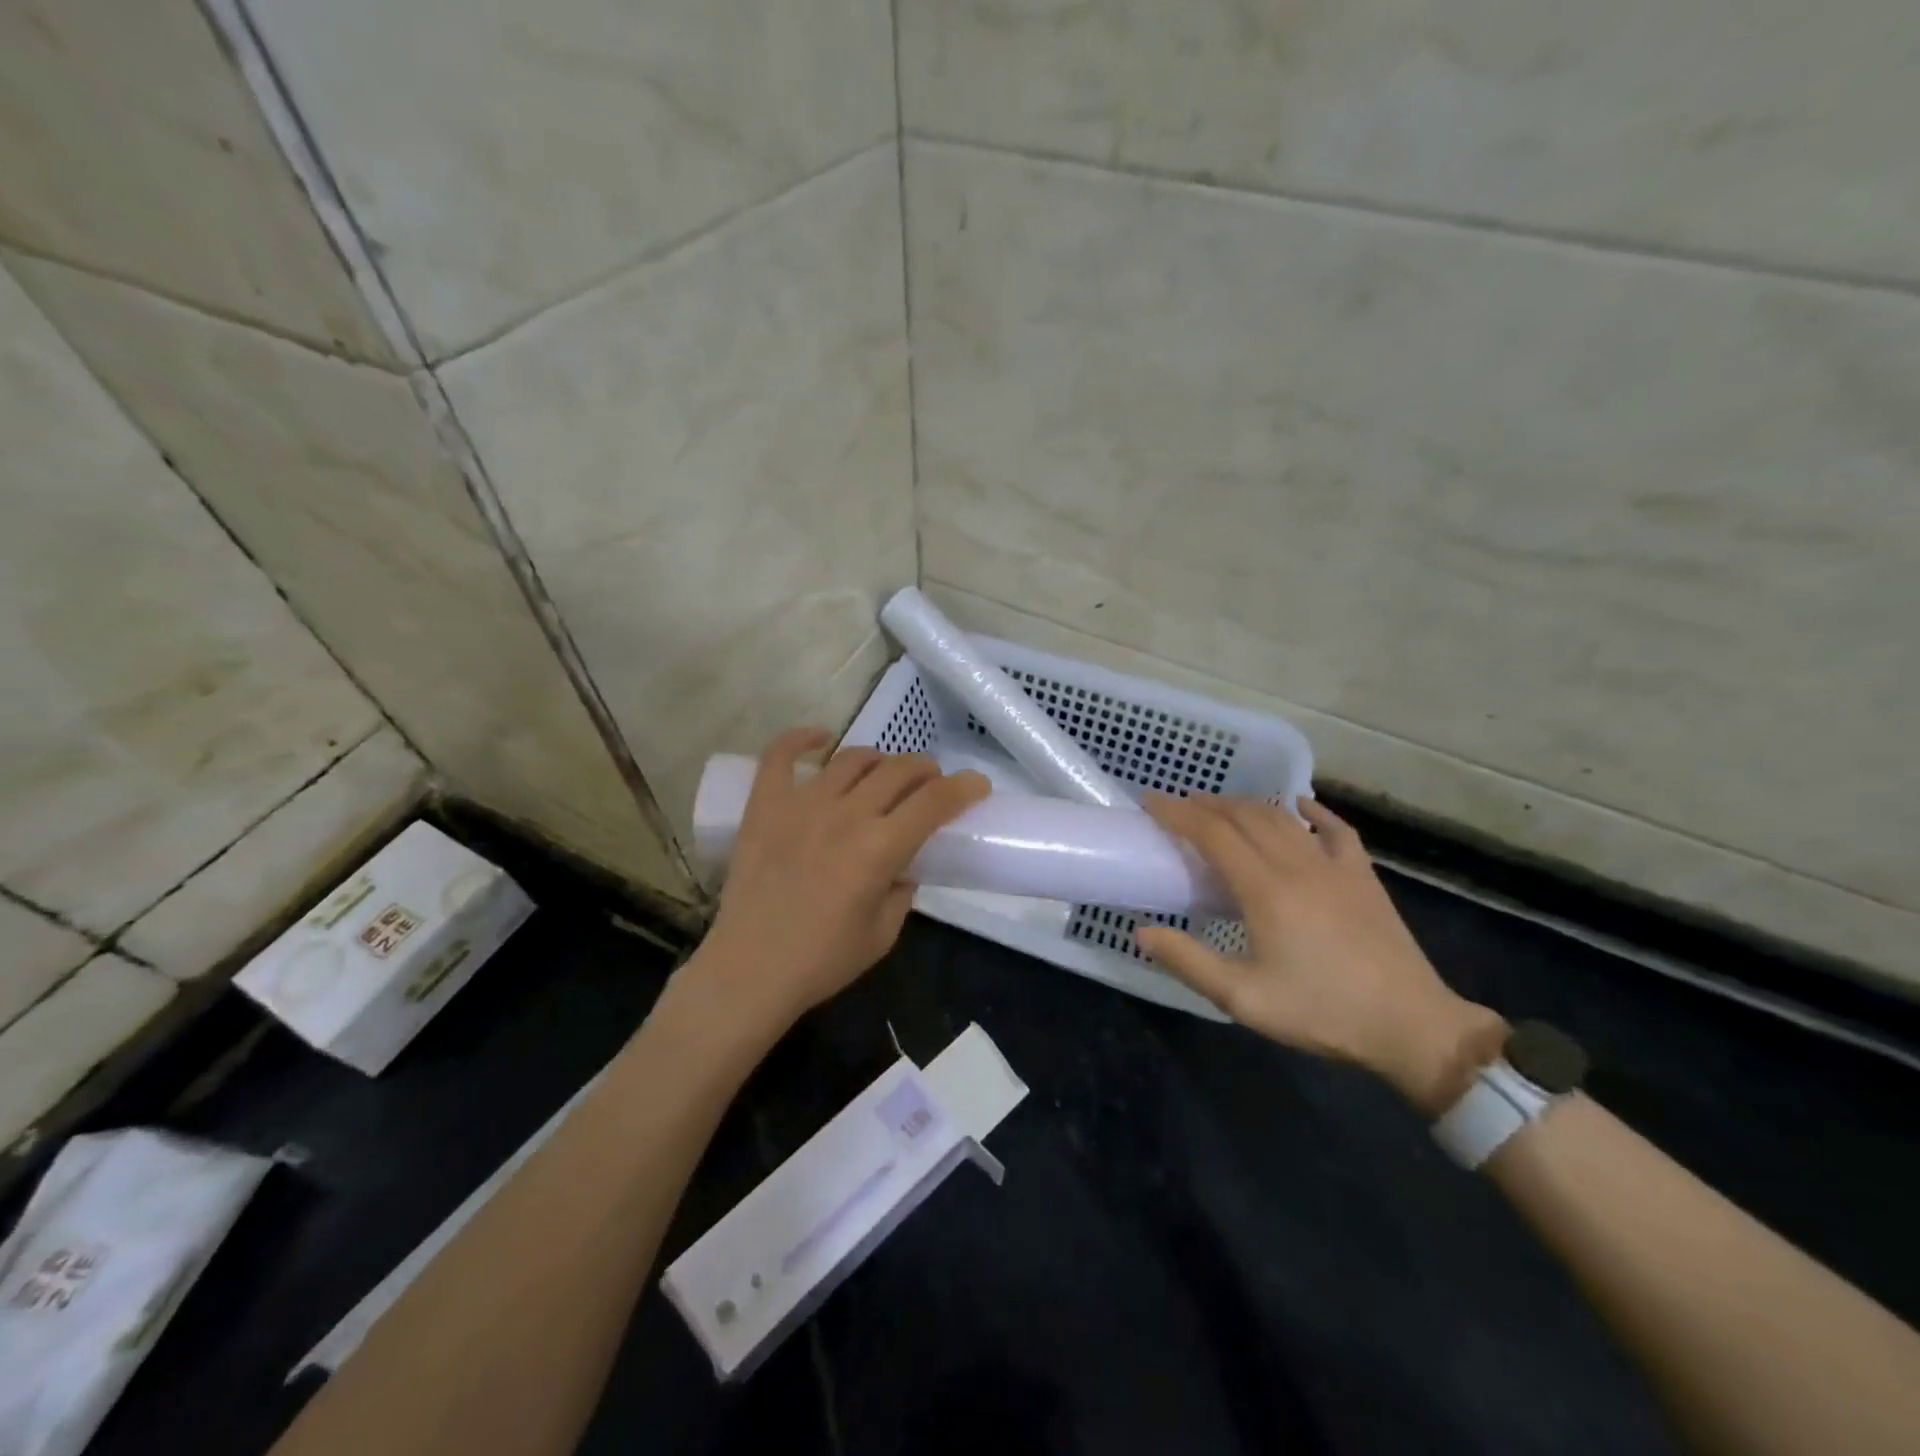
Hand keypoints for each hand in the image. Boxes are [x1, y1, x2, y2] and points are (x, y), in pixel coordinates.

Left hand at [689, 729, 989, 1031]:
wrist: (749, 971)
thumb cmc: (822, 961)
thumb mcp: (883, 933)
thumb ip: (903, 891)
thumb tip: (905, 864)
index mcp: (879, 848)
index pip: (935, 801)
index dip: (964, 788)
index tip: (977, 785)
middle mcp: (845, 815)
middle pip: (898, 770)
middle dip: (926, 770)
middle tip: (930, 784)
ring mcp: (801, 804)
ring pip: (852, 758)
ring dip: (880, 760)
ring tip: (884, 773)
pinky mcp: (765, 805)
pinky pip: (780, 756)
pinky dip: (802, 739)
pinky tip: (820, 738)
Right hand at [1136, 794, 1506, 1113]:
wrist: (1411, 1025)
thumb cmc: (1322, 1012)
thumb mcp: (1243, 998)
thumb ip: (1189, 962)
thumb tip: (1143, 932)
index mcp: (1265, 889)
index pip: (1212, 834)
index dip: (1178, 814)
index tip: (1151, 802)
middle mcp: (1297, 864)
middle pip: (1244, 817)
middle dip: (1206, 804)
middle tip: (1178, 804)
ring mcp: (1334, 866)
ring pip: (1282, 818)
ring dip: (1246, 805)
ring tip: (1220, 806)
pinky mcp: (1363, 876)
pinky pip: (1335, 829)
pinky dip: (1312, 811)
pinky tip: (1299, 804)